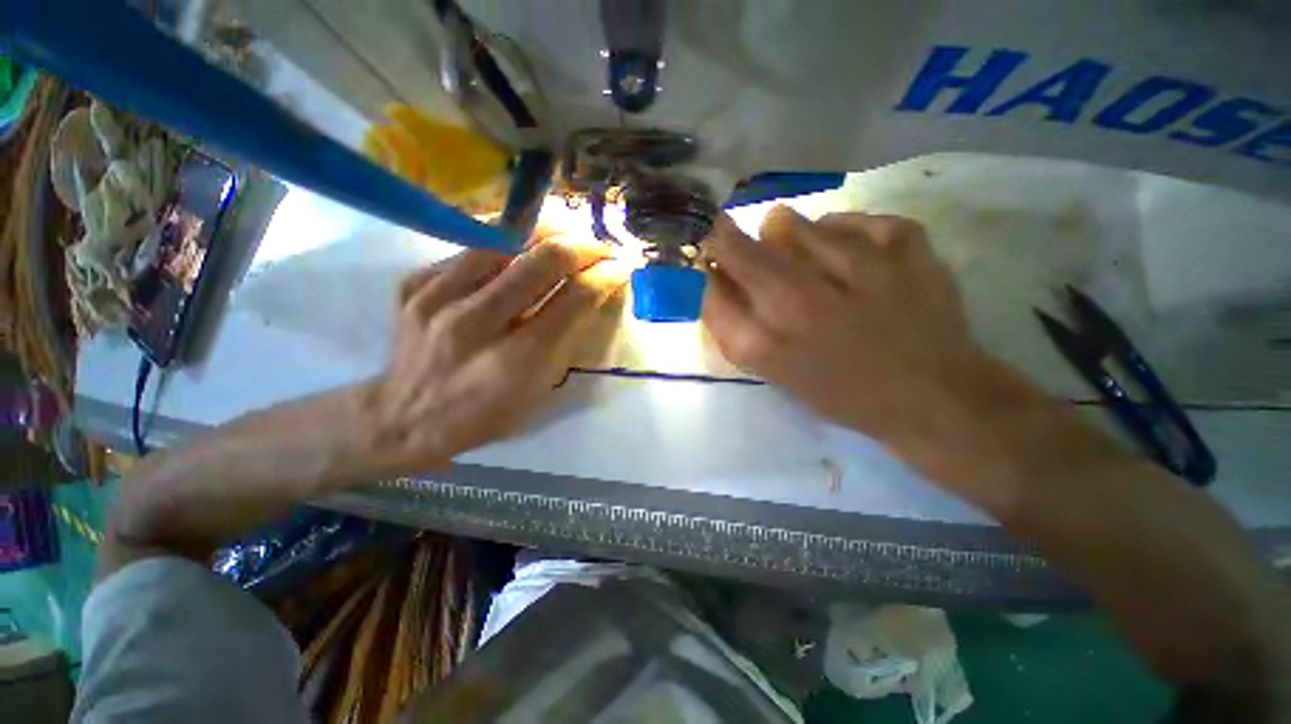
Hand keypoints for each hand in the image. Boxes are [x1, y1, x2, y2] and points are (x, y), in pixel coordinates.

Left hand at [361, 239, 626, 475]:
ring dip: (546, 232)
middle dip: (582, 246)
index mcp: (516, 360)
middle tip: (598, 247)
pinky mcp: (414, 284)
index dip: (604, 277)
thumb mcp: (538, 390)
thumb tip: (592, 294)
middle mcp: (476, 323)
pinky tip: (519, 246)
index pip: (573, 299)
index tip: (619, 267)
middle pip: (542, 260)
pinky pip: (469, 248)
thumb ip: (567, 340)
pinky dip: (504, 242)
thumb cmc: (485, 414)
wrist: (406, 417)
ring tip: (566, 233)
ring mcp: (437, 298)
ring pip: (504, 240)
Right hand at [702, 206, 1075, 493]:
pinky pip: (848, 219)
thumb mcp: (773, 370)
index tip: (705, 252)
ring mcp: (857, 265)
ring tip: (804, 259)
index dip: (704, 259)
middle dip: (730, 242)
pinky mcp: (906, 244)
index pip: (710, 281)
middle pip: (740, 246)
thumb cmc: (840, 391)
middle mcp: (802, 299)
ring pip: (790, 223)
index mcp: (769, 339)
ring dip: (785, 237)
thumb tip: (710, 276)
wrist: (935, 396)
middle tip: (744, 249)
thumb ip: (732, 325)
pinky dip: (840, 231)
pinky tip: (850, 257)